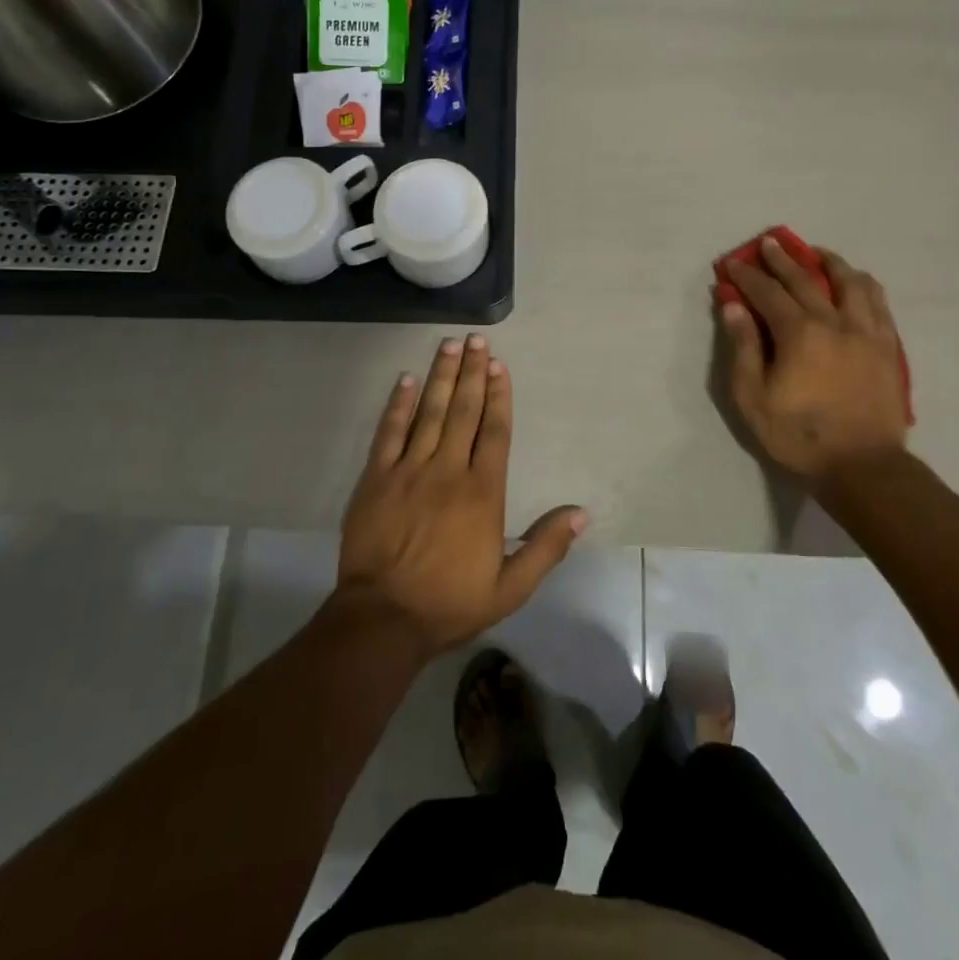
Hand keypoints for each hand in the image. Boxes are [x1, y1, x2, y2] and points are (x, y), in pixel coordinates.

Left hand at [335, 336, 587, 657]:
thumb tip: (582, 513)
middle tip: (476, 340)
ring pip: (429, 413)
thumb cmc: (450, 603)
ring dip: (441, 376)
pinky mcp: (376, 479)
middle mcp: (448, 471)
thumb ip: (546, 547)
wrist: (383, 620)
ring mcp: (409, 471)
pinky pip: (389, 433)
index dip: (498, 396)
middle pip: (463, 411)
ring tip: (448, 345)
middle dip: (471, 373)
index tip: (499, 366)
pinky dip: (398, 405)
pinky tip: (406, 380)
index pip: (494, 432)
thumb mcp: (510, 587)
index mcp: (483, 493)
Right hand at [719, 239, 909, 491]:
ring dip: (830, 262)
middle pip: (806, 279)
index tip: (732, 262)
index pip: (768, 292)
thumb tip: (733, 307)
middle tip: (769, 242)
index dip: (747, 275)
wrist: (863, 467)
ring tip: (818, 254)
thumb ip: (743, 348)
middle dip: (783, 258)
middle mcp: (835, 322)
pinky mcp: (888, 347)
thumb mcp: (753, 398)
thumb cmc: (799, 435)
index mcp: (799, 333)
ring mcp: (867, 333)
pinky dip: (863, 285)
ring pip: (851, 283)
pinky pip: (879, 303)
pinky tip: (856, 282)